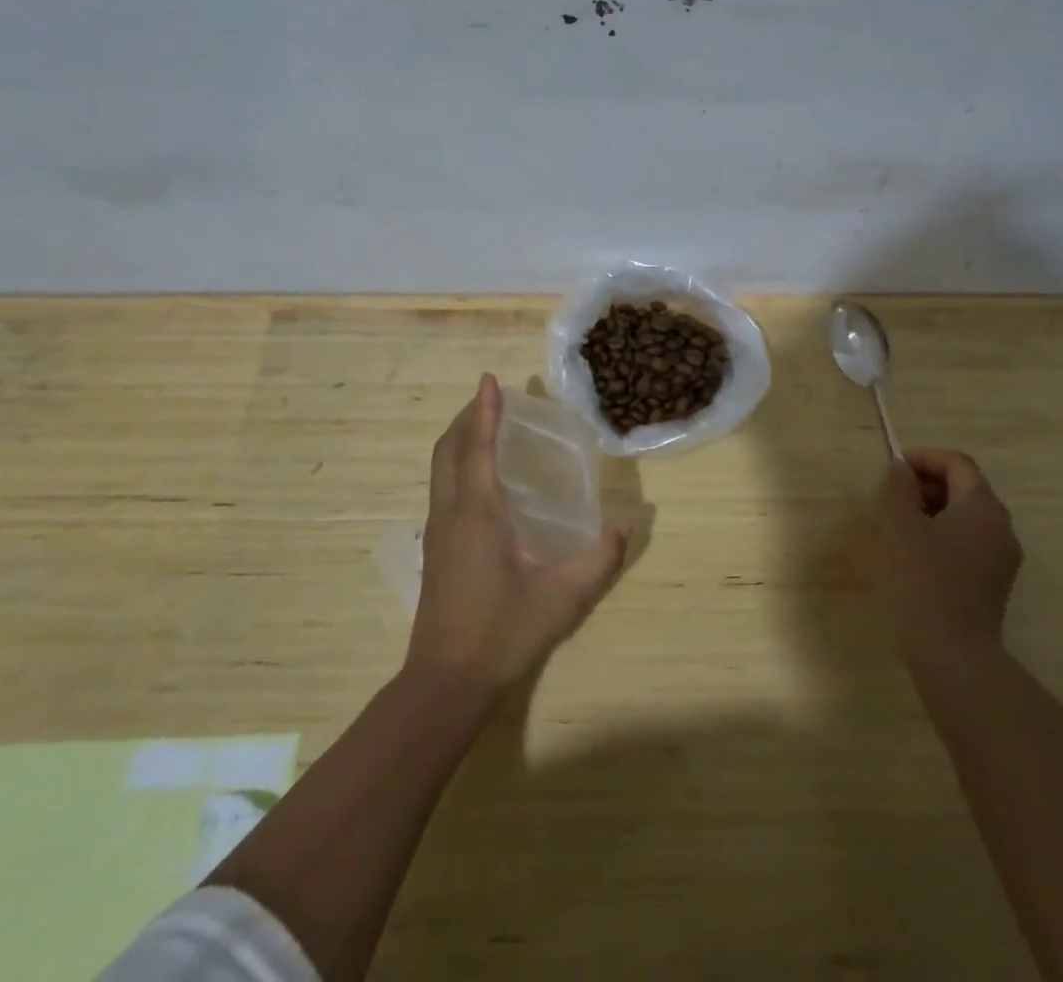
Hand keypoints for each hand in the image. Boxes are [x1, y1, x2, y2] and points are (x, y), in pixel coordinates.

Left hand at [405, 374, 630, 698]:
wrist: (446, 682)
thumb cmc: (503, 633)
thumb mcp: (563, 598)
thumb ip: (600, 559)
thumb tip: (627, 523)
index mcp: (479, 512)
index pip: (478, 447)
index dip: (484, 410)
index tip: (489, 379)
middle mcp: (452, 512)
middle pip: (449, 449)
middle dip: (468, 417)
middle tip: (492, 397)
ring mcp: (437, 530)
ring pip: (440, 467)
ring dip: (460, 438)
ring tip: (485, 425)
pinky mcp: (435, 548)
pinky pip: (442, 486)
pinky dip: (457, 462)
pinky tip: (479, 476)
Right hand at [875, 447, 1022, 676]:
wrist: (953, 651)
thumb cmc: (923, 578)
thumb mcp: (900, 524)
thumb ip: (898, 487)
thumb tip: (901, 469)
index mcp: (983, 507)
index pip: (957, 463)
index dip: (925, 457)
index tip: (894, 466)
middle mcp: (1001, 526)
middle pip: (966, 487)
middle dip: (928, 482)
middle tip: (893, 494)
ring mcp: (1002, 557)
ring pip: (967, 516)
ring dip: (933, 508)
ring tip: (899, 522)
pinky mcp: (994, 582)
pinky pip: (969, 541)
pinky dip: (943, 533)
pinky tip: (916, 552)